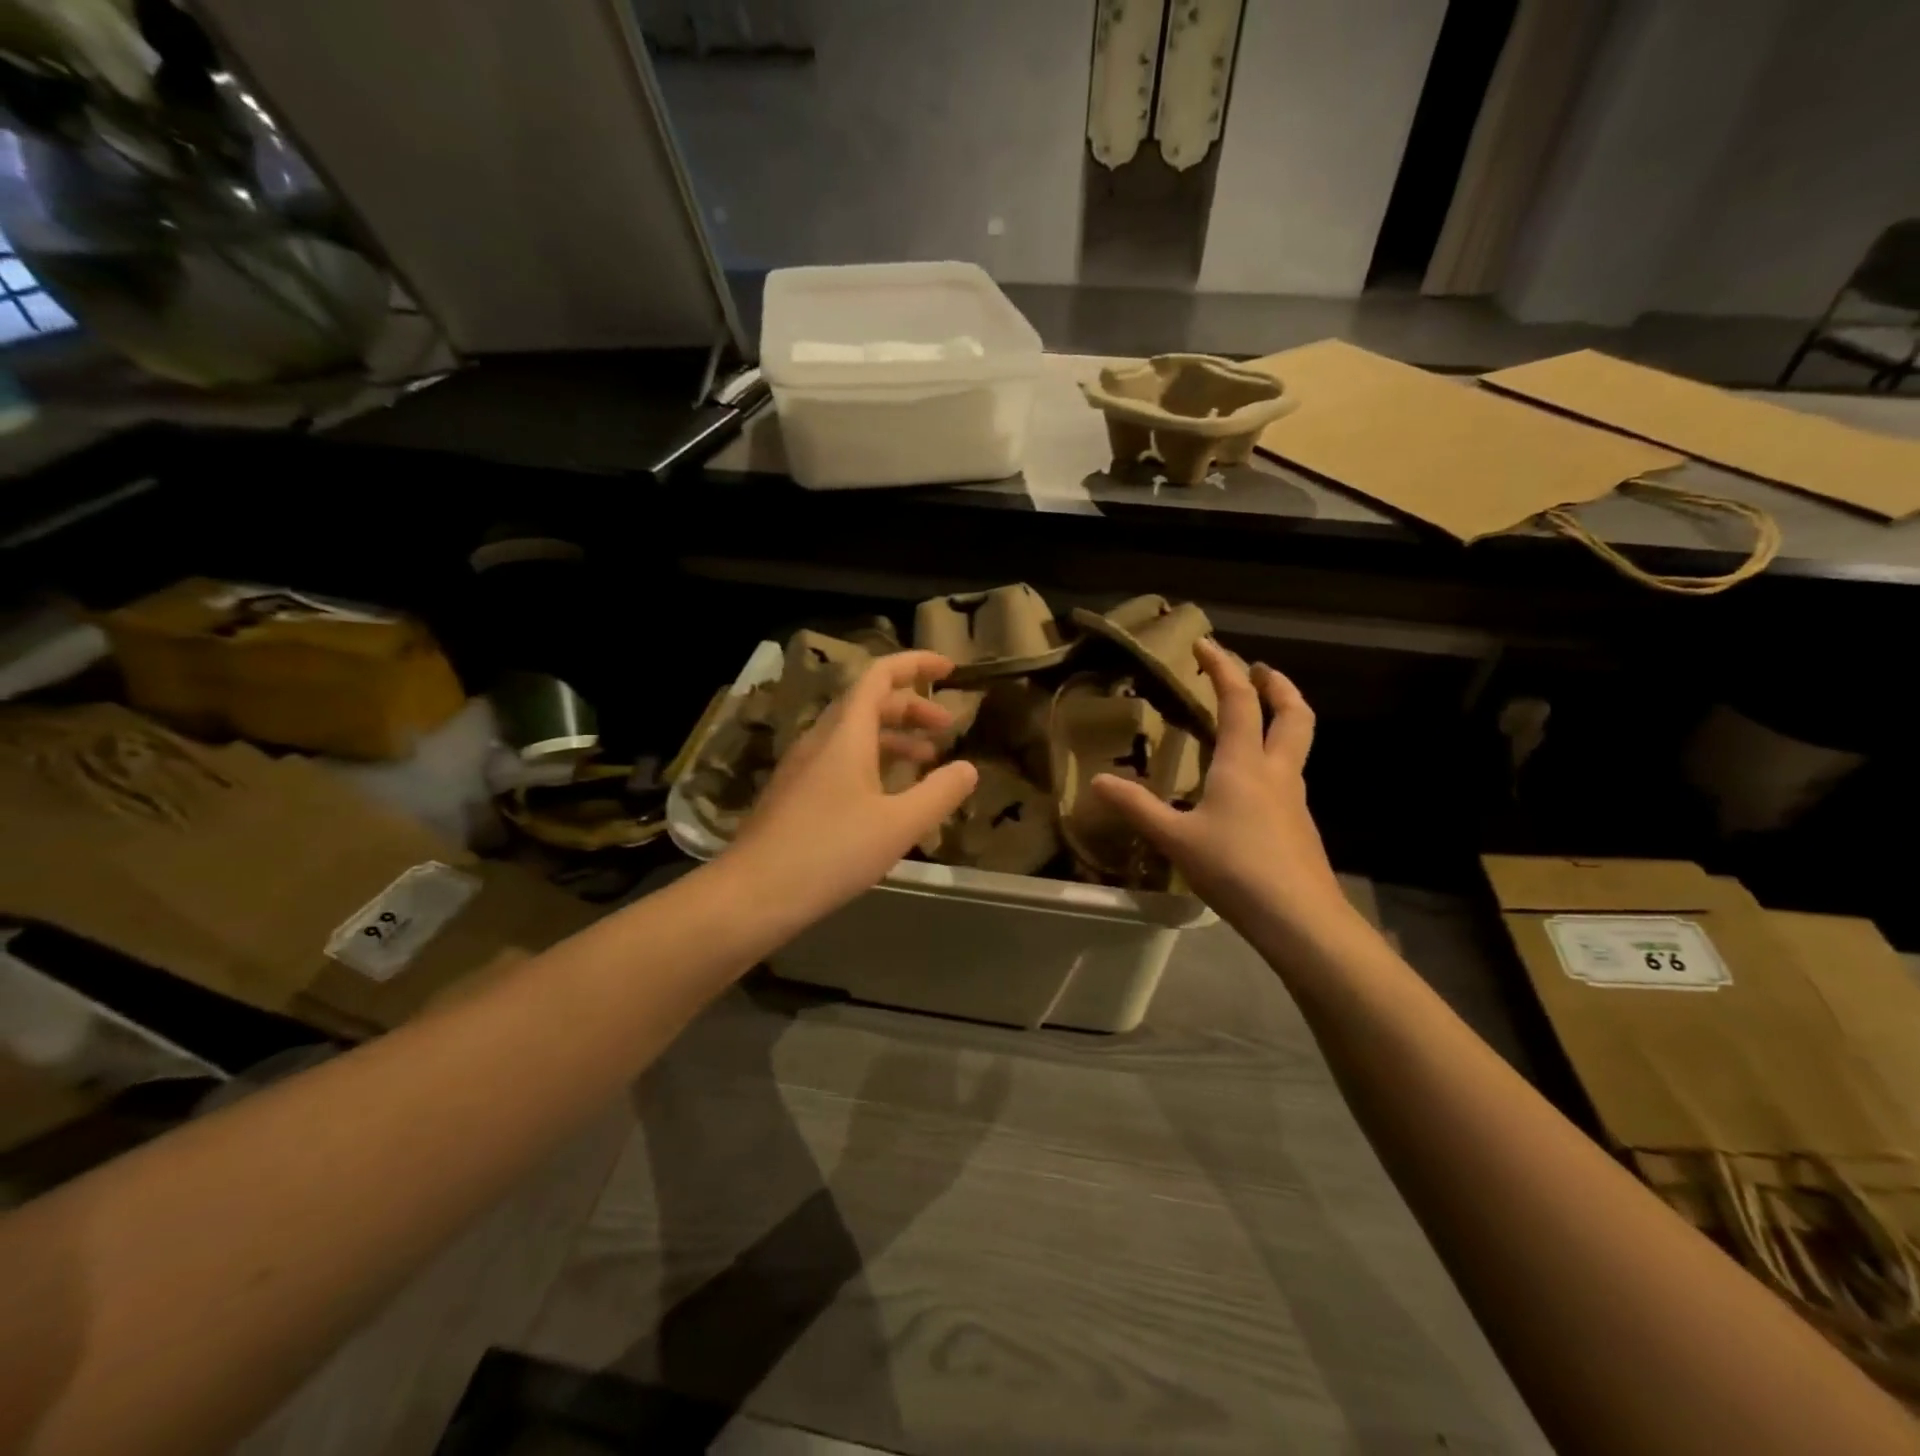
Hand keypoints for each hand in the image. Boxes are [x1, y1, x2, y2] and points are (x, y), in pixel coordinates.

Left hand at [728, 650, 979, 919]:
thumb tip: (969, 768)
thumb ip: (940, 793)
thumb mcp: (898, 825)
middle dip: (912, 707)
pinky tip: (888, 796)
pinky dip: (873, 762)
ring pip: (854, 734)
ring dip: (894, 737)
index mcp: (845, 733)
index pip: (880, 675)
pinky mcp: (795, 794)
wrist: (752, 894)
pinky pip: (840, 759)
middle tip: (948, 728)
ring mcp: (803, 767)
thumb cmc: (830, 852)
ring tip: (927, 759)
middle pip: (869, 703)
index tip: (950, 670)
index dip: (916, 665)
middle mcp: (820, 740)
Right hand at [1091, 640, 1351, 941]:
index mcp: (1245, 764)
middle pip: (1293, 714)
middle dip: (1277, 685)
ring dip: (1281, 719)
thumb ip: (1137, 807)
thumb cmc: (1236, 869)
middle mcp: (1277, 772)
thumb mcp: (1176, 839)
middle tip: (1259, 670)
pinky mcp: (1300, 826)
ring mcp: (1295, 800)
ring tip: (1256, 719)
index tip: (1205, 644)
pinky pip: (1290, 776)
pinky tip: (1253, 784)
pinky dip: (1275, 758)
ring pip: (1297, 745)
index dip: (1222, 667)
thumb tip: (1096, 782)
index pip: (1238, 701)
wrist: (1300, 919)